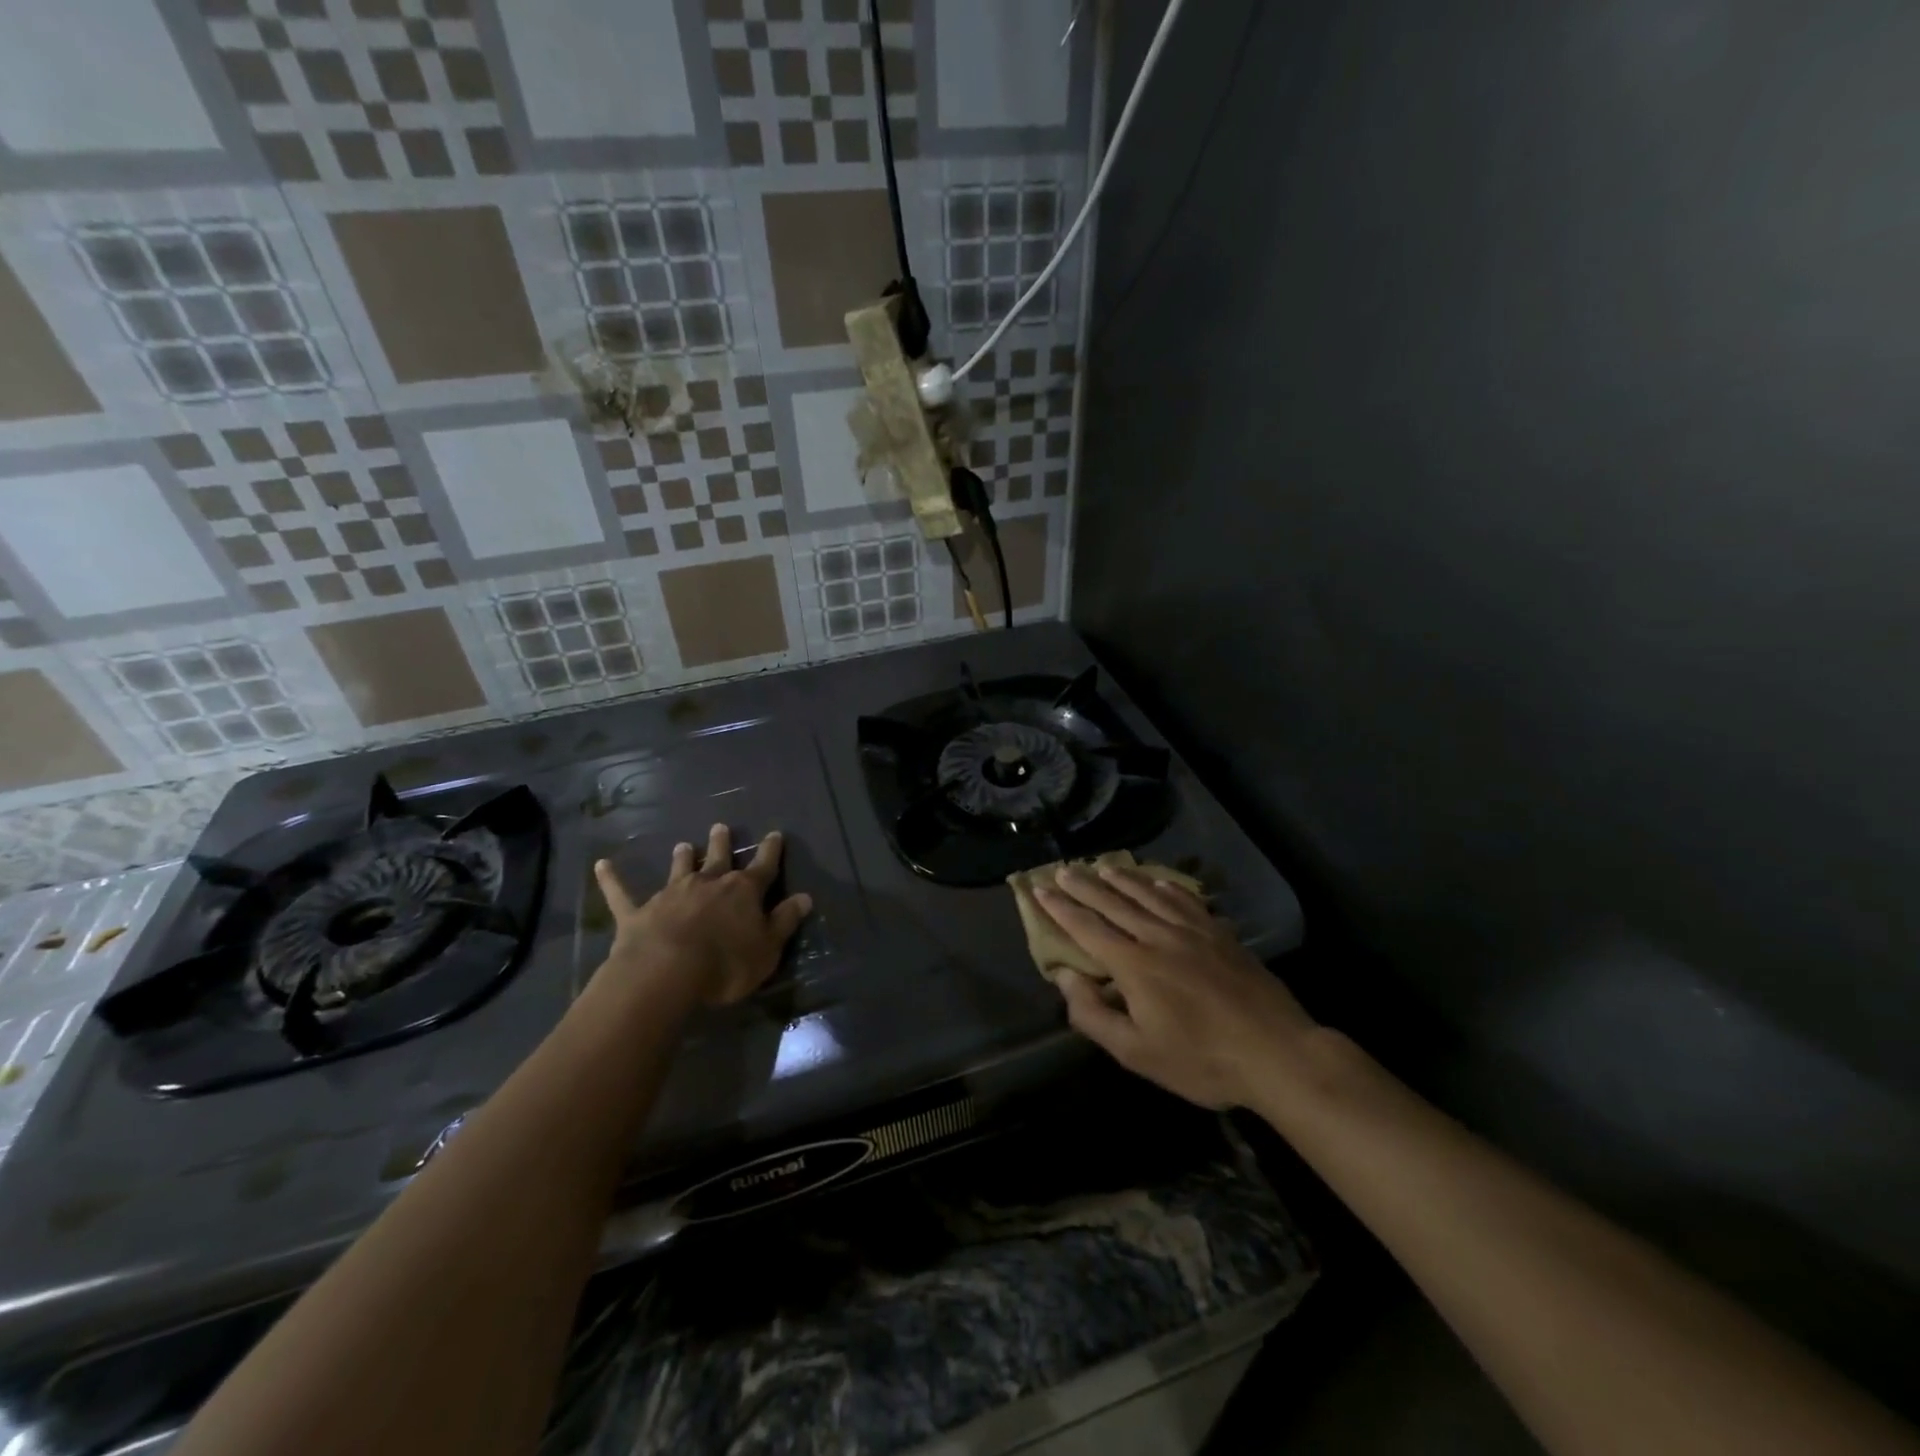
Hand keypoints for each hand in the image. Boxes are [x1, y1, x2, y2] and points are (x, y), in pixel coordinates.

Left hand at [592, 825, 812, 1006]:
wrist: (667, 972)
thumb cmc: (726, 964)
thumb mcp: (768, 948)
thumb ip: (785, 921)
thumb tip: (805, 897)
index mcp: (743, 892)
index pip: (763, 866)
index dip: (771, 851)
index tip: (775, 834)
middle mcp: (708, 884)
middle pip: (718, 858)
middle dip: (721, 843)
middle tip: (721, 827)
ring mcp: (671, 895)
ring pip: (679, 869)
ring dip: (682, 857)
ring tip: (682, 845)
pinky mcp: (638, 913)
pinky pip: (622, 893)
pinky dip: (612, 879)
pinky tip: (601, 865)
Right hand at [1034, 865, 1316, 1110]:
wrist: (1277, 1052)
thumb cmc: (1201, 1061)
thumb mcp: (1137, 1053)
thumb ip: (1094, 1015)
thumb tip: (1065, 979)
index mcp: (1134, 965)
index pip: (1087, 928)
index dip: (1060, 909)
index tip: (1040, 890)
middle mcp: (1158, 937)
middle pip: (1113, 903)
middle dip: (1084, 886)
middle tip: (1063, 869)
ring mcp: (1192, 931)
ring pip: (1148, 895)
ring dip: (1121, 878)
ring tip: (1102, 866)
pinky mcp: (1220, 934)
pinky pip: (1185, 900)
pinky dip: (1166, 886)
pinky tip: (1158, 881)